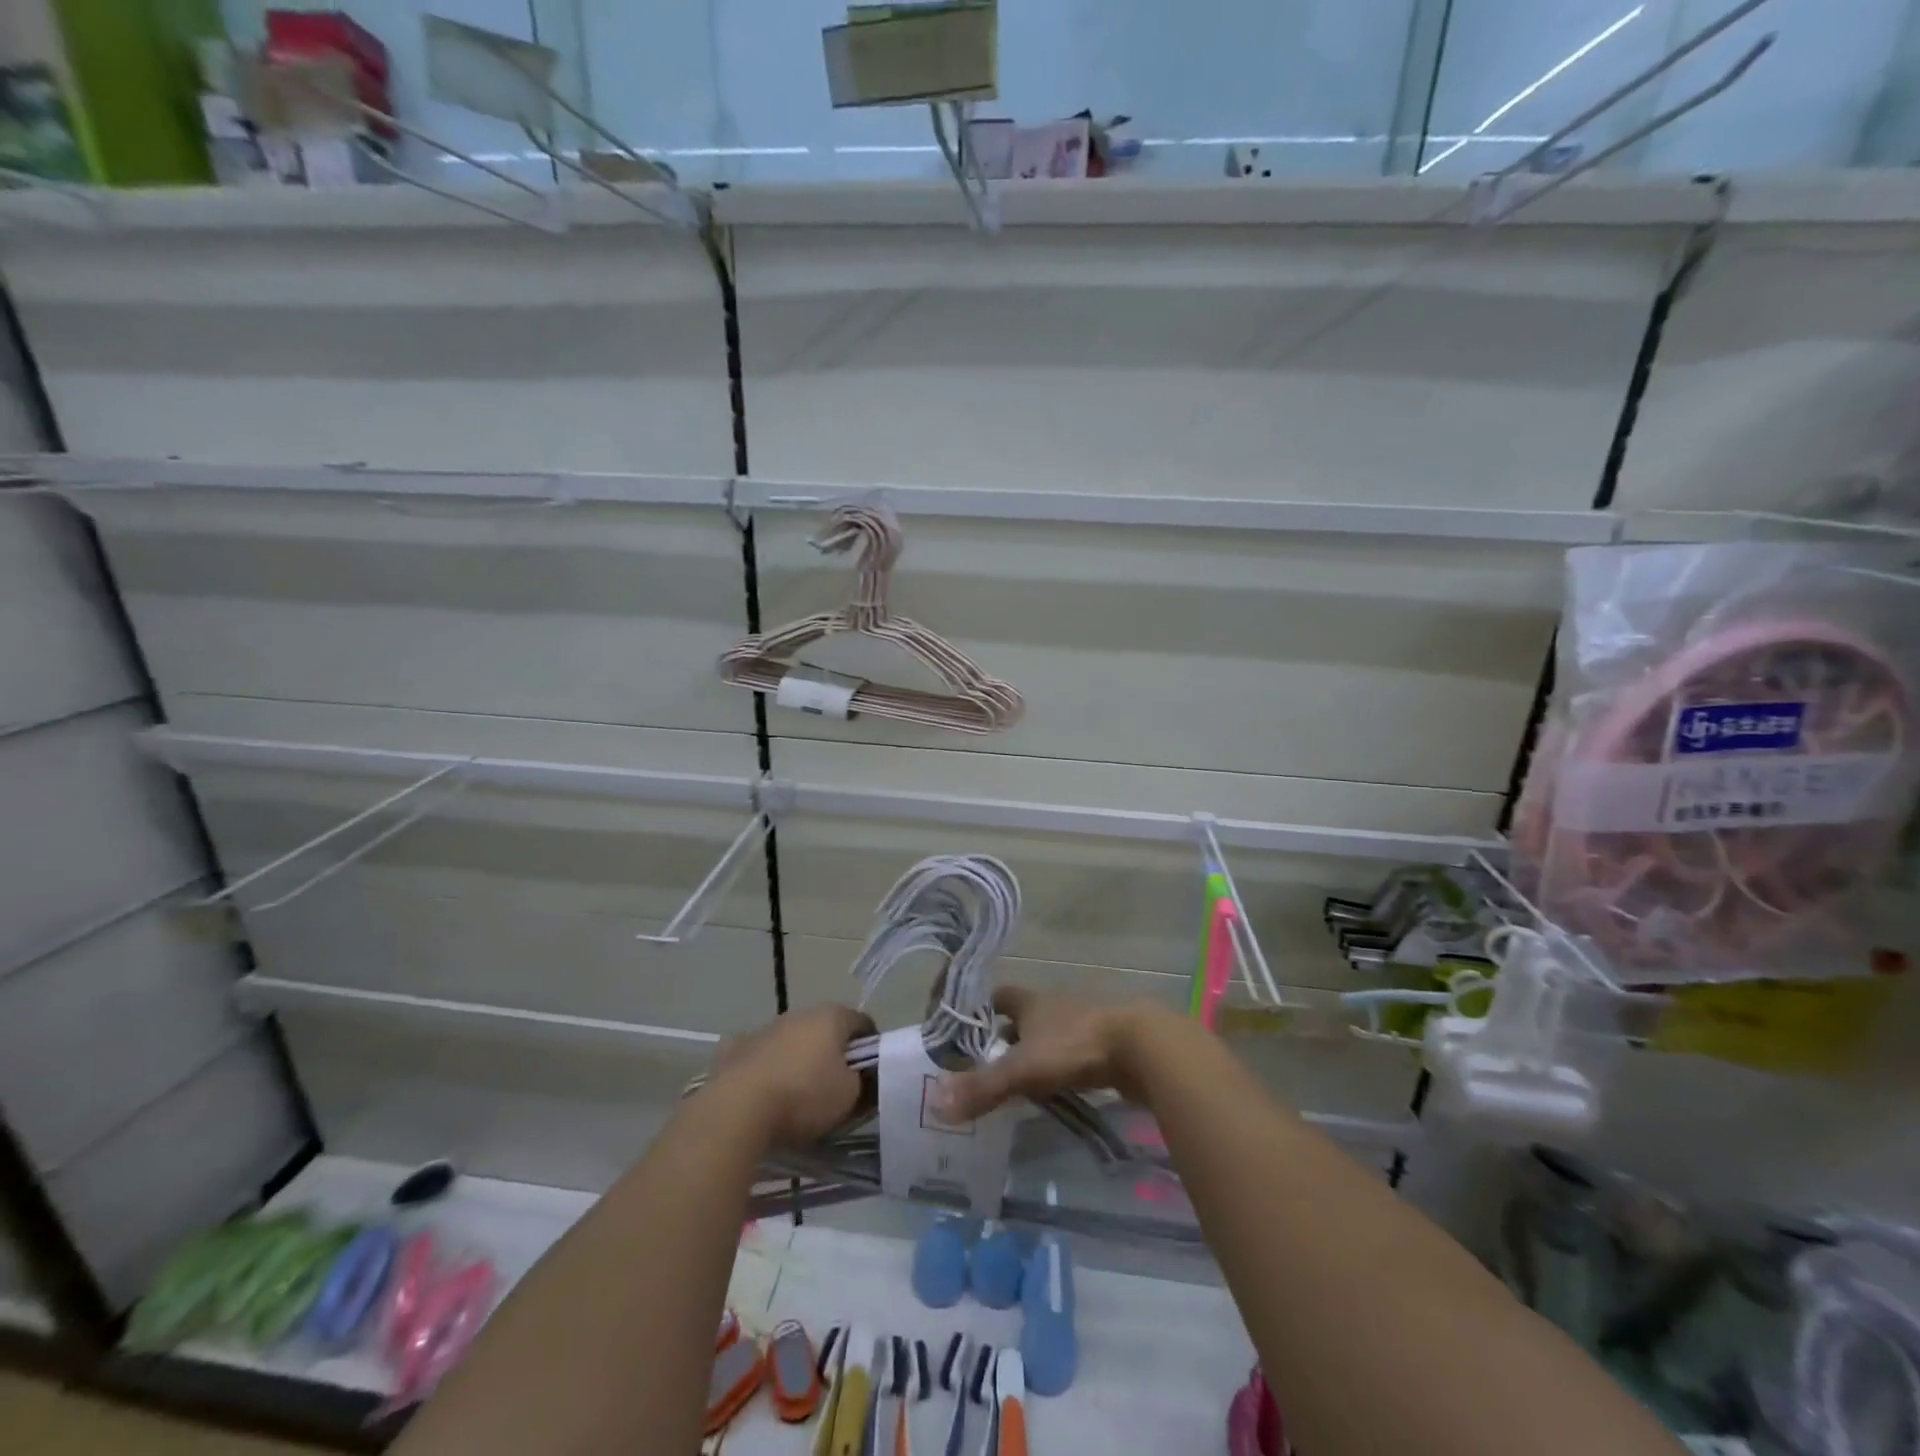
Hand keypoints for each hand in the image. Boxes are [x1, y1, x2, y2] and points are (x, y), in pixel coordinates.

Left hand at [708, 1004, 872, 1147]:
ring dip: (797, 1059)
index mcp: (831, 1016)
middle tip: (834, 1088)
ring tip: (796, 1095)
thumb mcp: (850, 1097)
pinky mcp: (734, 1047)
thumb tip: (863, 1079)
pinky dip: (764, 1068)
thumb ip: (863, 1083)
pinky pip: (759, 1055)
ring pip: (790, 1040)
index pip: (862, 1023)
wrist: (737, 1109)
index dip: (871, 1048)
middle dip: (832, 1053)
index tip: (869, 1076)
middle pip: (825, 1030)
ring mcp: (764, 1028)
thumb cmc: (803, 1096)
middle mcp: (799, 1013)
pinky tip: (762, 1092)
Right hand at [933, 987, 1161, 1122]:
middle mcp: (1055, 1005)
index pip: (998, 996)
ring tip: (1019, 1082)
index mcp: (1032, 1002)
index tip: (964, 1029)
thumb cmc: (1076, 1046)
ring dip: (1036, 1053)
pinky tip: (1058, 1089)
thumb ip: (983, 1087)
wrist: (1142, 1045)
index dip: (980, 1009)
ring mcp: (1084, 1022)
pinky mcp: (1107, 1043)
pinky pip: (1075, 1052)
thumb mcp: (1024, 1069)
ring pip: (1050, 1034)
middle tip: (987, 1065)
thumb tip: (937, 1104)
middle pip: (1024, 1016)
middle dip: (1006, 1037)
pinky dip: (1062, 1067)